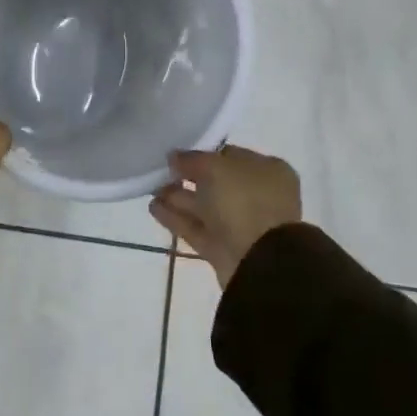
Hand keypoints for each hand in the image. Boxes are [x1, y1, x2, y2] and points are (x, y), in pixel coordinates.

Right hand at [149, 145, 301, 285]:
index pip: (229, 156)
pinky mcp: (223, 249)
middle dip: (186, 177)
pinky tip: (153, 208)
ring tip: (150, 188)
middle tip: (159, 171)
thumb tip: (175, 157)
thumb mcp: (216, 167)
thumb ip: (192, 159)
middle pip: (215, 183)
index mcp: (266, 171)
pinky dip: (176, 218)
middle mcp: (256, 196)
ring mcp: (240, 225)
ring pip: (203, 207)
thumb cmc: (245, 201)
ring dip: (177, 197)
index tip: (176, 154)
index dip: (202, 154)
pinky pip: (196, 228)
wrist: (260, 262)